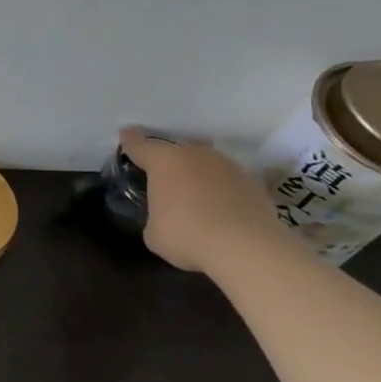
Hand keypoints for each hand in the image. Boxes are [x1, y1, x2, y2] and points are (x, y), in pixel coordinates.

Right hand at [118, 127, 287, 273]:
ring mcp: (229, 168)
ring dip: (199, 174)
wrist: (247, 248)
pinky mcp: (254, 185)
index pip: (141, 146)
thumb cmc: (186, 235)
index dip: (131, 141)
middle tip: (163, 175)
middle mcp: (197, 156)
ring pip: (207, 163)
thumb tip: (166, 215)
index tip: (126, 133)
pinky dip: (221, 191)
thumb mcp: (153, 231)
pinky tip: (219, 210)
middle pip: (179, 150)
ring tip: (194, 194)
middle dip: (170, 159)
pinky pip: (229, 182)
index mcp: (165, 162)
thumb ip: (156, 214)